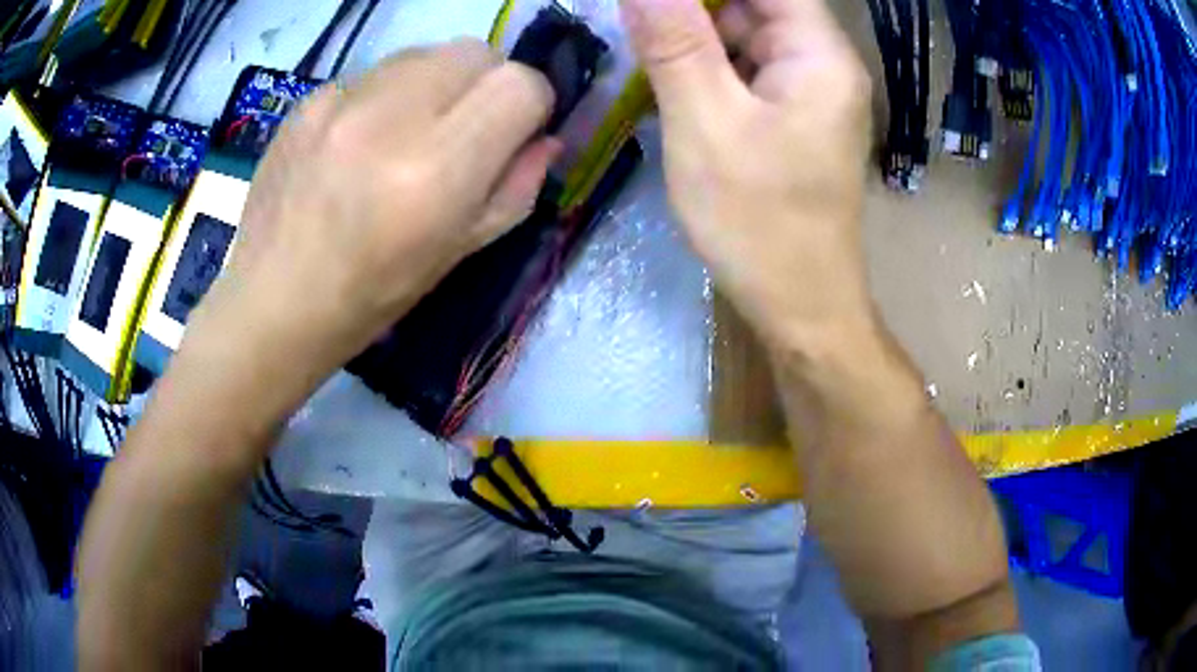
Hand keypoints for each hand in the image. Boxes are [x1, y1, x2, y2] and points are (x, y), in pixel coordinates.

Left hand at [177, 39, 557, 428]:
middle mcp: (392, 117)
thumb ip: (516, 188)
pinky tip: (361, 139)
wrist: (273, 302)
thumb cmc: (372, 295)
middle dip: (488, 83)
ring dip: (438, 82)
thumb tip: (546, 139)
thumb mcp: (459, 252)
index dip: (531, 105)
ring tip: (409, 132)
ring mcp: (342, 100)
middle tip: (464, 128)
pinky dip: (387, 94)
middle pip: (477, 52)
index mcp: (437, 169)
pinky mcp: (310, 98)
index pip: (520, 85)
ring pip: (426, 52)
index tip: (515, 133)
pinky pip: (375, 72)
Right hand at [621, 0, 872, 349]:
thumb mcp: (706, 124)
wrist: (799, 305)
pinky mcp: (793, 116)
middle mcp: (823, 63)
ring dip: (694, 37)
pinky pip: (746, 69)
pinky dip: (707, 67)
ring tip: (646, 53)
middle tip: (639, 26)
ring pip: (745, 35)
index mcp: (819, 54)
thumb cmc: (759, 223)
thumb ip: (675, 42)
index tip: (653, 5)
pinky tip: (670, 81)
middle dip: (693, 10)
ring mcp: (810, 91)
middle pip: (754, 5)